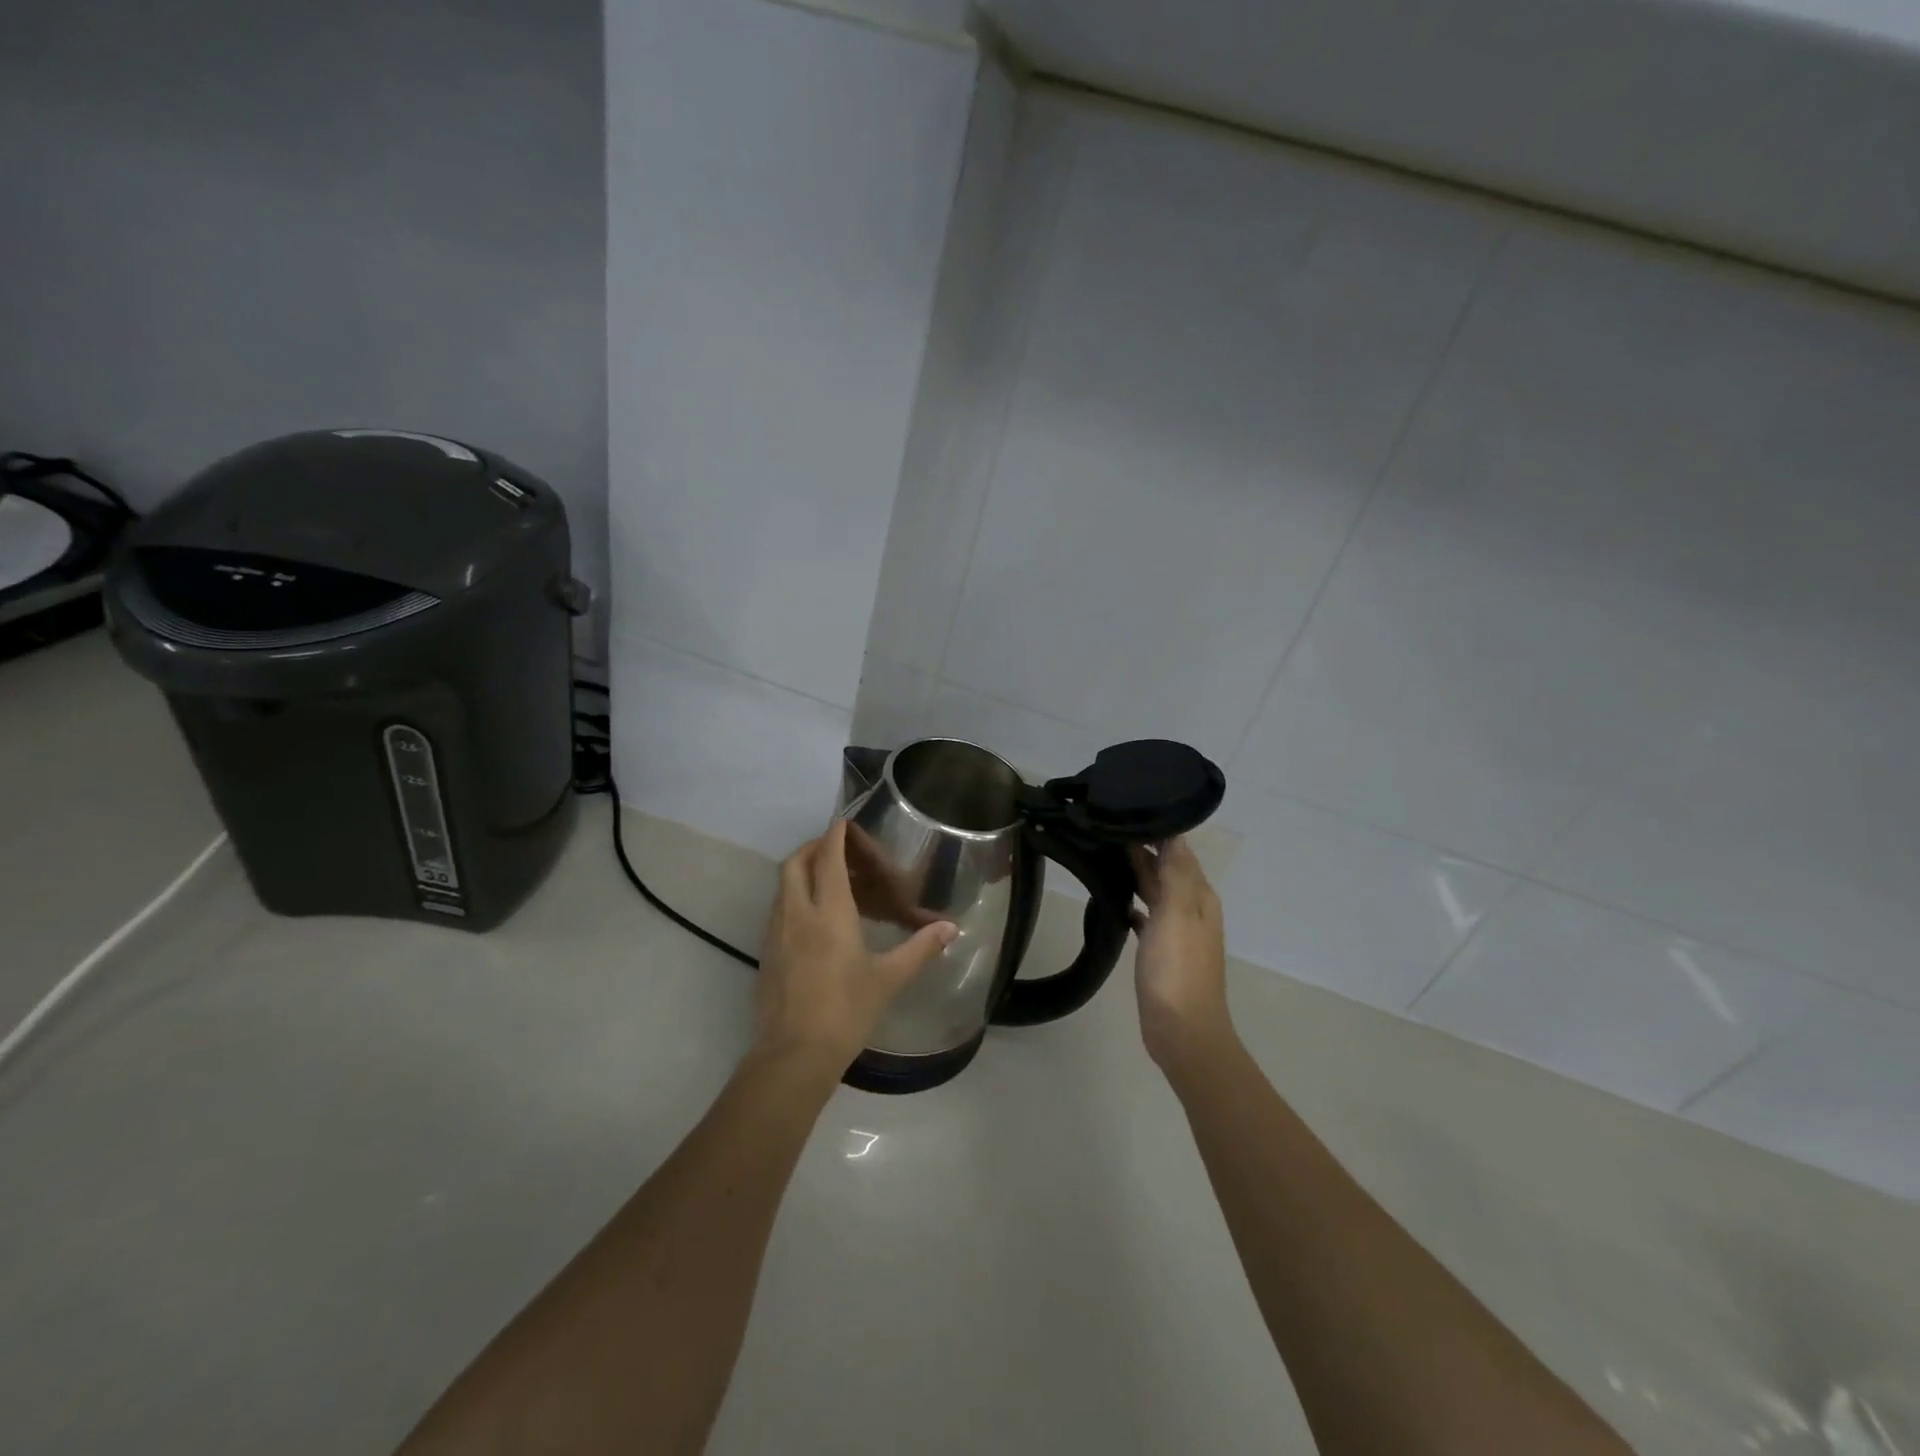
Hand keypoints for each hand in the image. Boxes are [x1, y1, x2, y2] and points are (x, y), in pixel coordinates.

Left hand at [755, 820, 957, 1069]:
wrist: (794, 1055)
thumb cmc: (846, 1011)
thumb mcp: (889, 979)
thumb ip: (920, 948)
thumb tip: (951, 927)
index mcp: (829, 913)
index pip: (827, 858)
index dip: (834, 836)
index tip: (844, 823)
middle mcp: (798, 913)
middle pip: (795, 863)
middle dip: (813, 847)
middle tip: (835, 849)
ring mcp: (776, 933)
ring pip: (782, 886)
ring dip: (800, 872)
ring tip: (827, 881)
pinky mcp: (765, 953)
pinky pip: (777, 909)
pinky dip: (792, 897)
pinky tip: (811, 919)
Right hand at [1128, 837, 1234, 1073]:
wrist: (1182, 1031)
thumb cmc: (1177, 969)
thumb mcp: (1176, 914)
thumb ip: (1175, 873)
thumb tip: (1174, 833)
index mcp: (1199, 896)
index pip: (1179, 850)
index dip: (1157, 830)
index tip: (1127, 808)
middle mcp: (1191, 909)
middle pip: (1167, 868)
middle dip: (1143, 848)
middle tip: (1108, 826)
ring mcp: (1177, 932)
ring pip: (1156, 891)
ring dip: (1138, 873)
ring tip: (1107, 853)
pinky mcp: (1161, 952)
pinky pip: (1148, 917)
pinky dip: (1135, 905)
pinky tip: (1117, 900)